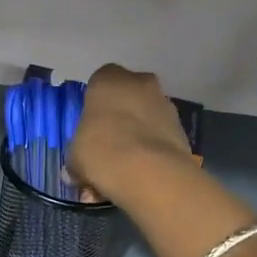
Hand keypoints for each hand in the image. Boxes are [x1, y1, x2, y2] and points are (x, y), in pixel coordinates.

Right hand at [68, 64, 196, 205]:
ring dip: (137, 137)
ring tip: (123, 171)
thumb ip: (77, 156)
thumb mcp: (74, 156)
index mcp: (108, 80)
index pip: (100, 81)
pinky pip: (160, 138)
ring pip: (145, 118)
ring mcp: (165, 104)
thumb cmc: (101, 151)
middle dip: (119, 119)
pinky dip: (151, 153)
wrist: (149, 172)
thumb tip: (78, 170)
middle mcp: (140, 83)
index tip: (91, 126)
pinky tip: (139, 177)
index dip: (95, 104)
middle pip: (127, 97)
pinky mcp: (182, 129)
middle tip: (107, 147)